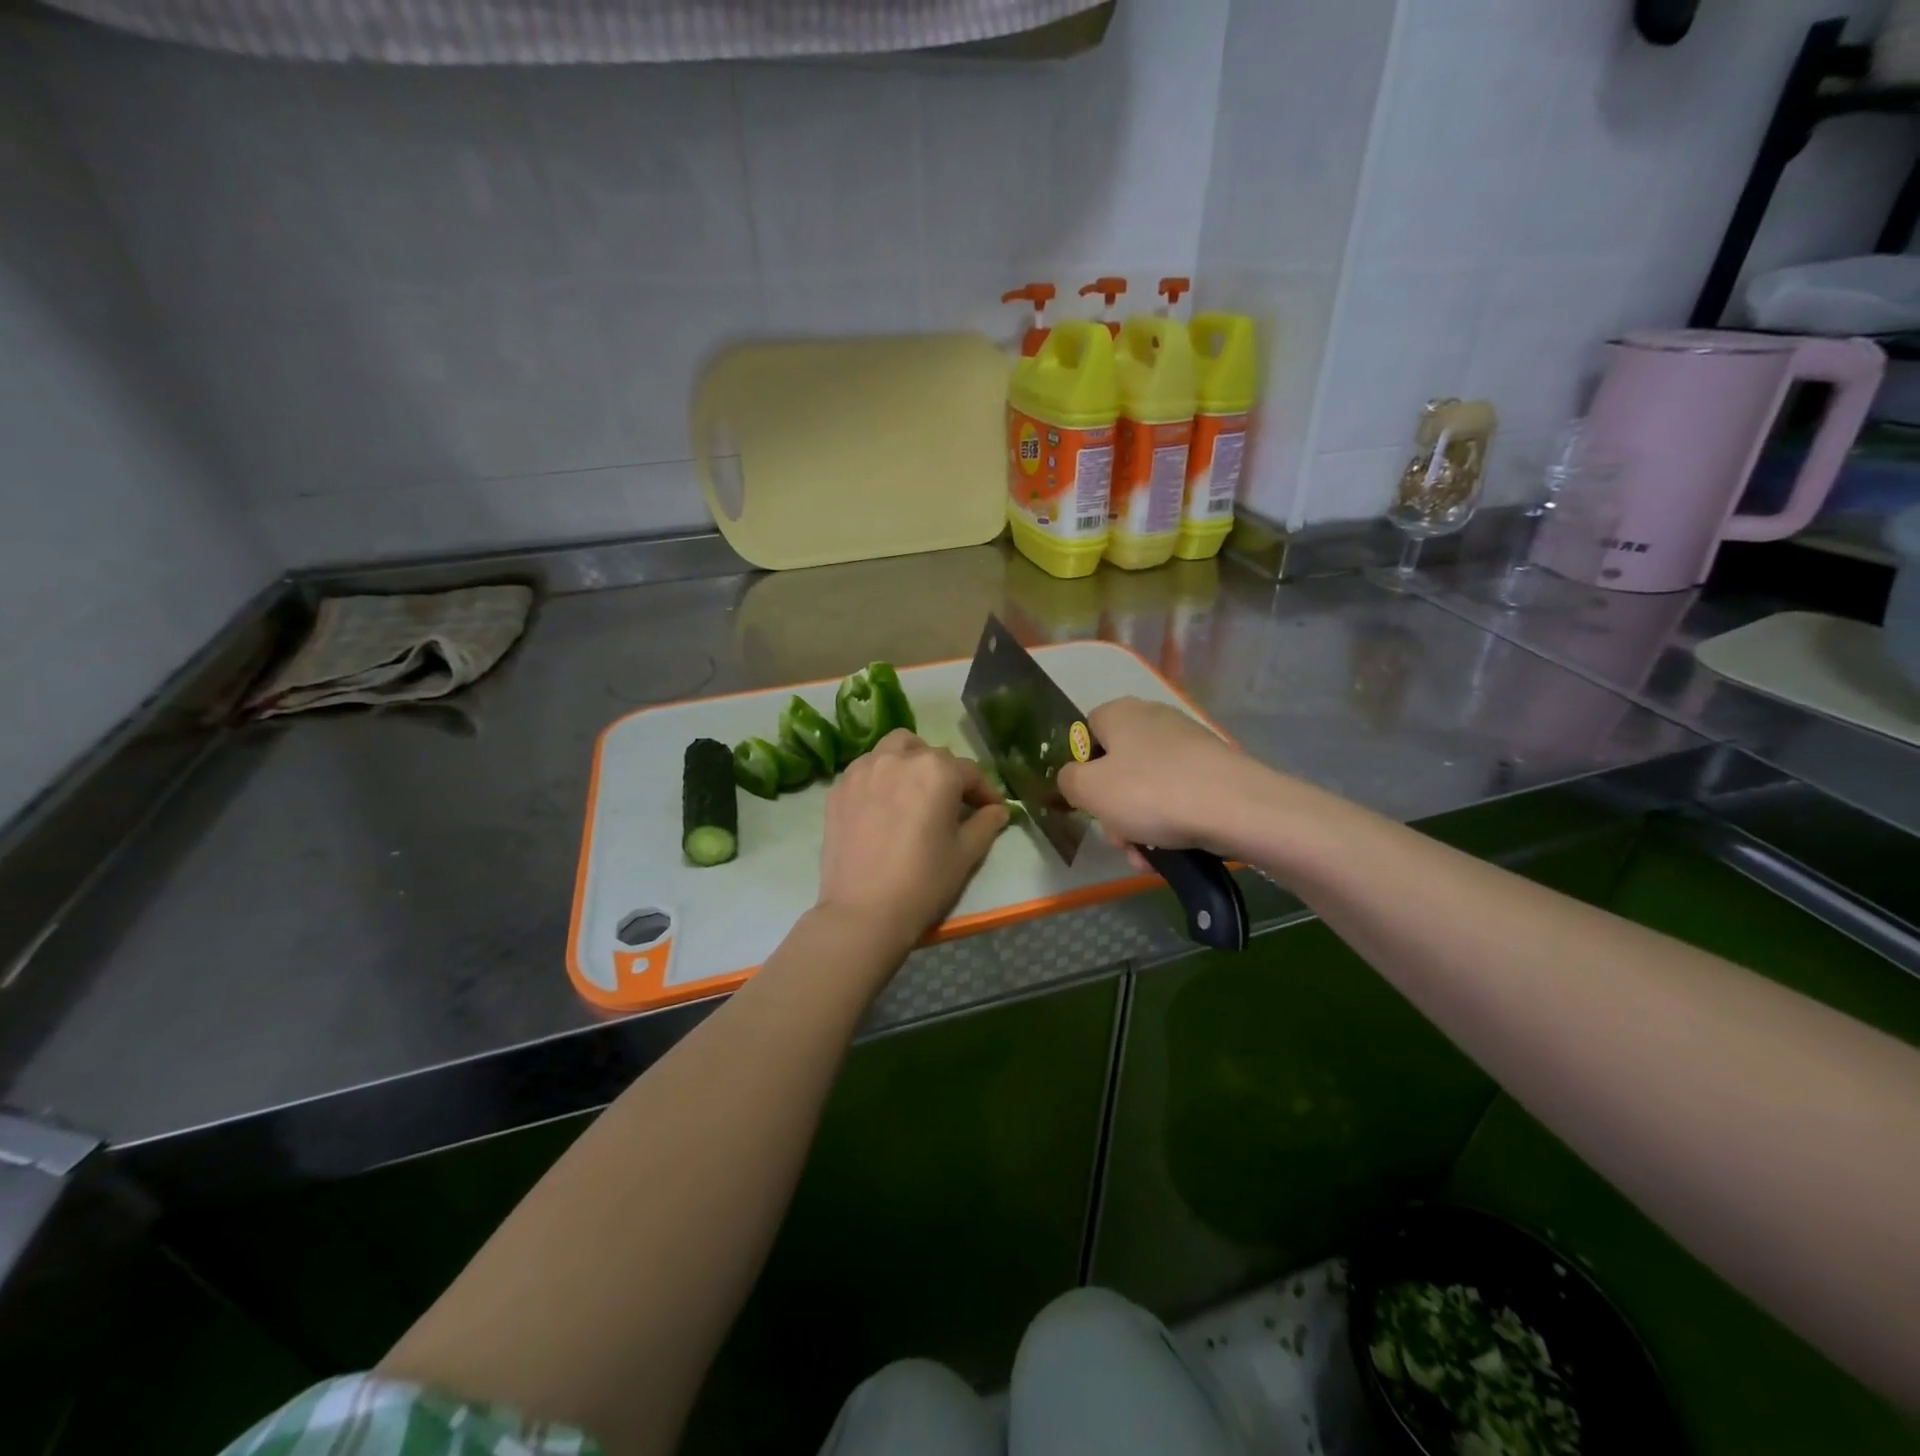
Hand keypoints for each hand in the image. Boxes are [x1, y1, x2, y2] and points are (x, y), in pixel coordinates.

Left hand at [816, 730, 1008, 954]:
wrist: (862, 912)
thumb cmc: (923, 882)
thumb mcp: (965, 854)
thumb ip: (985, 824)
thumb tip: (998, 810)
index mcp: (937, 770)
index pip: (970, 771)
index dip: (985, 791)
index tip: (992, 809)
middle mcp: (899, 758)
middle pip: (931, 755)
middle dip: (947, 775)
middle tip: (952, 804)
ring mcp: (863, 769)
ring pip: (894, 749)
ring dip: (911, 762)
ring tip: (914, 791)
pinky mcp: (839, 787)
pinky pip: (866, 768)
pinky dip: (880, 776)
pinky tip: (883, 804)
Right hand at [1056, 697, 1263, 858]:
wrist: (1237, 808)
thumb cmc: (1151, 793)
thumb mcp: (1089, 790)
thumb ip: (1068, 780)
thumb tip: (1074, 778)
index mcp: (1119, 713)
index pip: (1086, 734)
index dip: (1082, 769)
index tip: (1088, 802)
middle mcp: (1153, 719)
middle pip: (1118, 768)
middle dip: (1113, 810)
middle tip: (1119, 838)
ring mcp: (1187, 743)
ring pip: (1147, 789)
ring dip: (1139, 826)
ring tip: (1147, 857)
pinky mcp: (1214, 768)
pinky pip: (1178, 796)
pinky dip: (1170, 823)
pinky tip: (1172, 853)